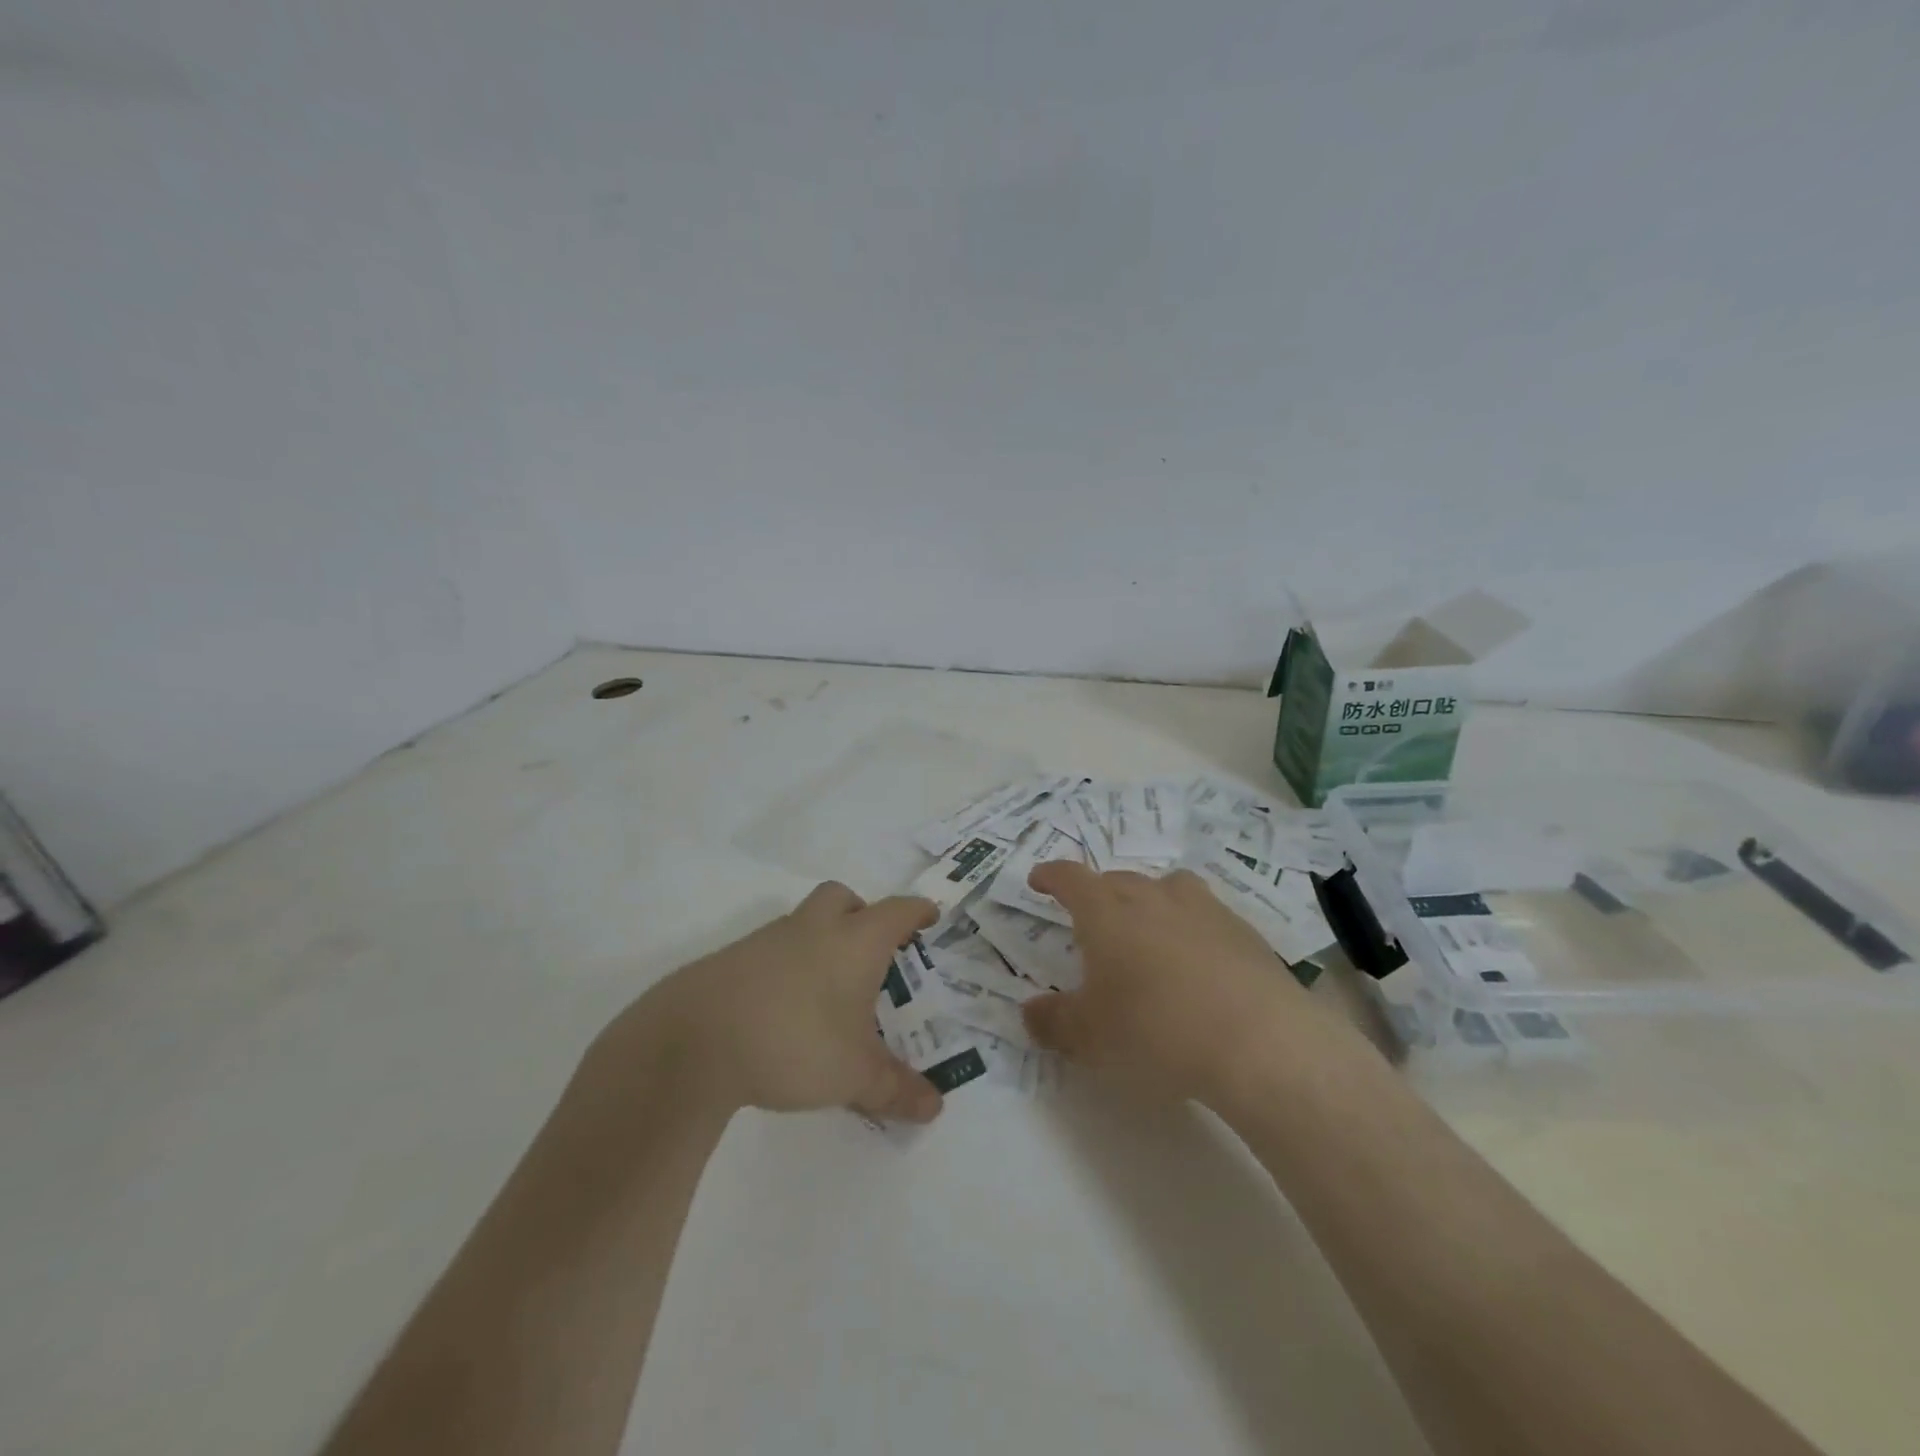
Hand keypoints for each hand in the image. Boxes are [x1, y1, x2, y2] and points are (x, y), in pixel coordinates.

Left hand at [599, 883, 943, 1123]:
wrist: (694, 1040)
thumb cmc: (795, 1042)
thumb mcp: (853, 1075)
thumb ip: (895, 1089)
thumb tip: (934, 1107)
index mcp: (855, 941)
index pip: (897, 912)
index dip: (917, 912)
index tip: (929, 916)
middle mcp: (814, 928)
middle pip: (843, 898)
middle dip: (861, 914)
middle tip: (871, 950)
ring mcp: (769, 939)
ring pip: (804, 921)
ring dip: (821, 940)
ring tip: (828, 990)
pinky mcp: (732, 959)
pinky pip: (771, 949)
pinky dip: (786, 966)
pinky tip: (783, 1009)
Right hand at [1021, 861, 1325, 1105]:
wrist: (1258, 1043)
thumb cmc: (1155, 1031)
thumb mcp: (1090, 1037)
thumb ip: (1053, 1021)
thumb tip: (1030, 1011)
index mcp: (1106, 911)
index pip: (1070, 878)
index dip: (1051, 876)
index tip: (1039, 880)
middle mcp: (1152, 896)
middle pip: (1118, 880)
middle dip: (1098, 894)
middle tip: (1092, 922)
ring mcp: (1203, 908)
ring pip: (1167, 888)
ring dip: (1150, 902)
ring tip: (1148, 931)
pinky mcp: (1243, 931)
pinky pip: (1205, 915)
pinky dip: (1191, 928)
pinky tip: (1198, 964)